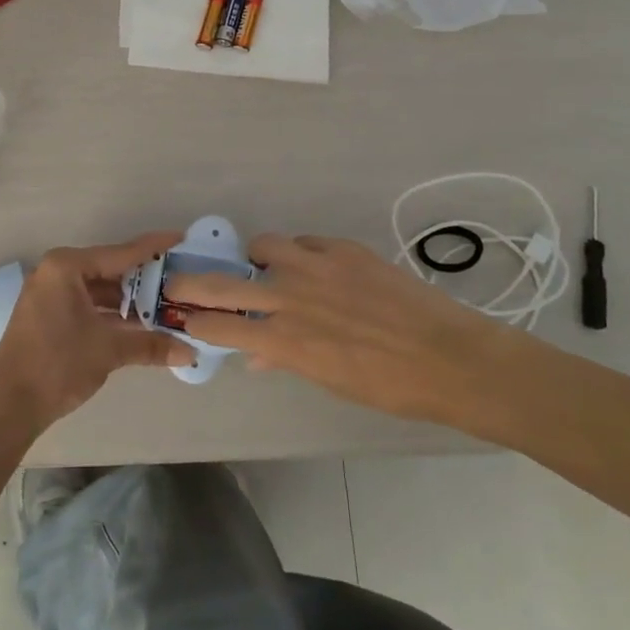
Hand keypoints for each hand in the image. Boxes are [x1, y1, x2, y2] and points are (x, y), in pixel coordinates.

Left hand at [0, 231, 192, 437]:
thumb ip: (150, 345)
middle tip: (179, 280)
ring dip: (129, 301)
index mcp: (66, 267)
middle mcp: (57, 272)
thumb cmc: (57, 364)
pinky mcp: (49, 315)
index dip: (153, 248)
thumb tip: (189, 352)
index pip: (120, 253)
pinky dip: (111, 314)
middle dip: (144, 280)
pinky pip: (87, 304)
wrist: (9, 405)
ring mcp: (50, 294)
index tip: (180, 238)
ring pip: (99, 290)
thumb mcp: (108, 350)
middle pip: (110, 270)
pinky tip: (139, 325)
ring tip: (166, 306)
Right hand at [163, 234, 532, 435]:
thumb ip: (287, 359)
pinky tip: (314, 267)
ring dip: (257, 257)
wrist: (450, 357)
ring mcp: (316, 266)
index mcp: (286, 340)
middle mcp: (291, 298)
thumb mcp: (330, 381)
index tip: (181, 316)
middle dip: (192, 283)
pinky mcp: (343, 249)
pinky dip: (300, 253)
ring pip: (264, 246)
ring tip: (268, 267)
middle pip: (223, 283)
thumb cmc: (389, 386)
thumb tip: (256, 354)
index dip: (195, 321)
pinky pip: (306, 242)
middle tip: (178, 281)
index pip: (220, 327)